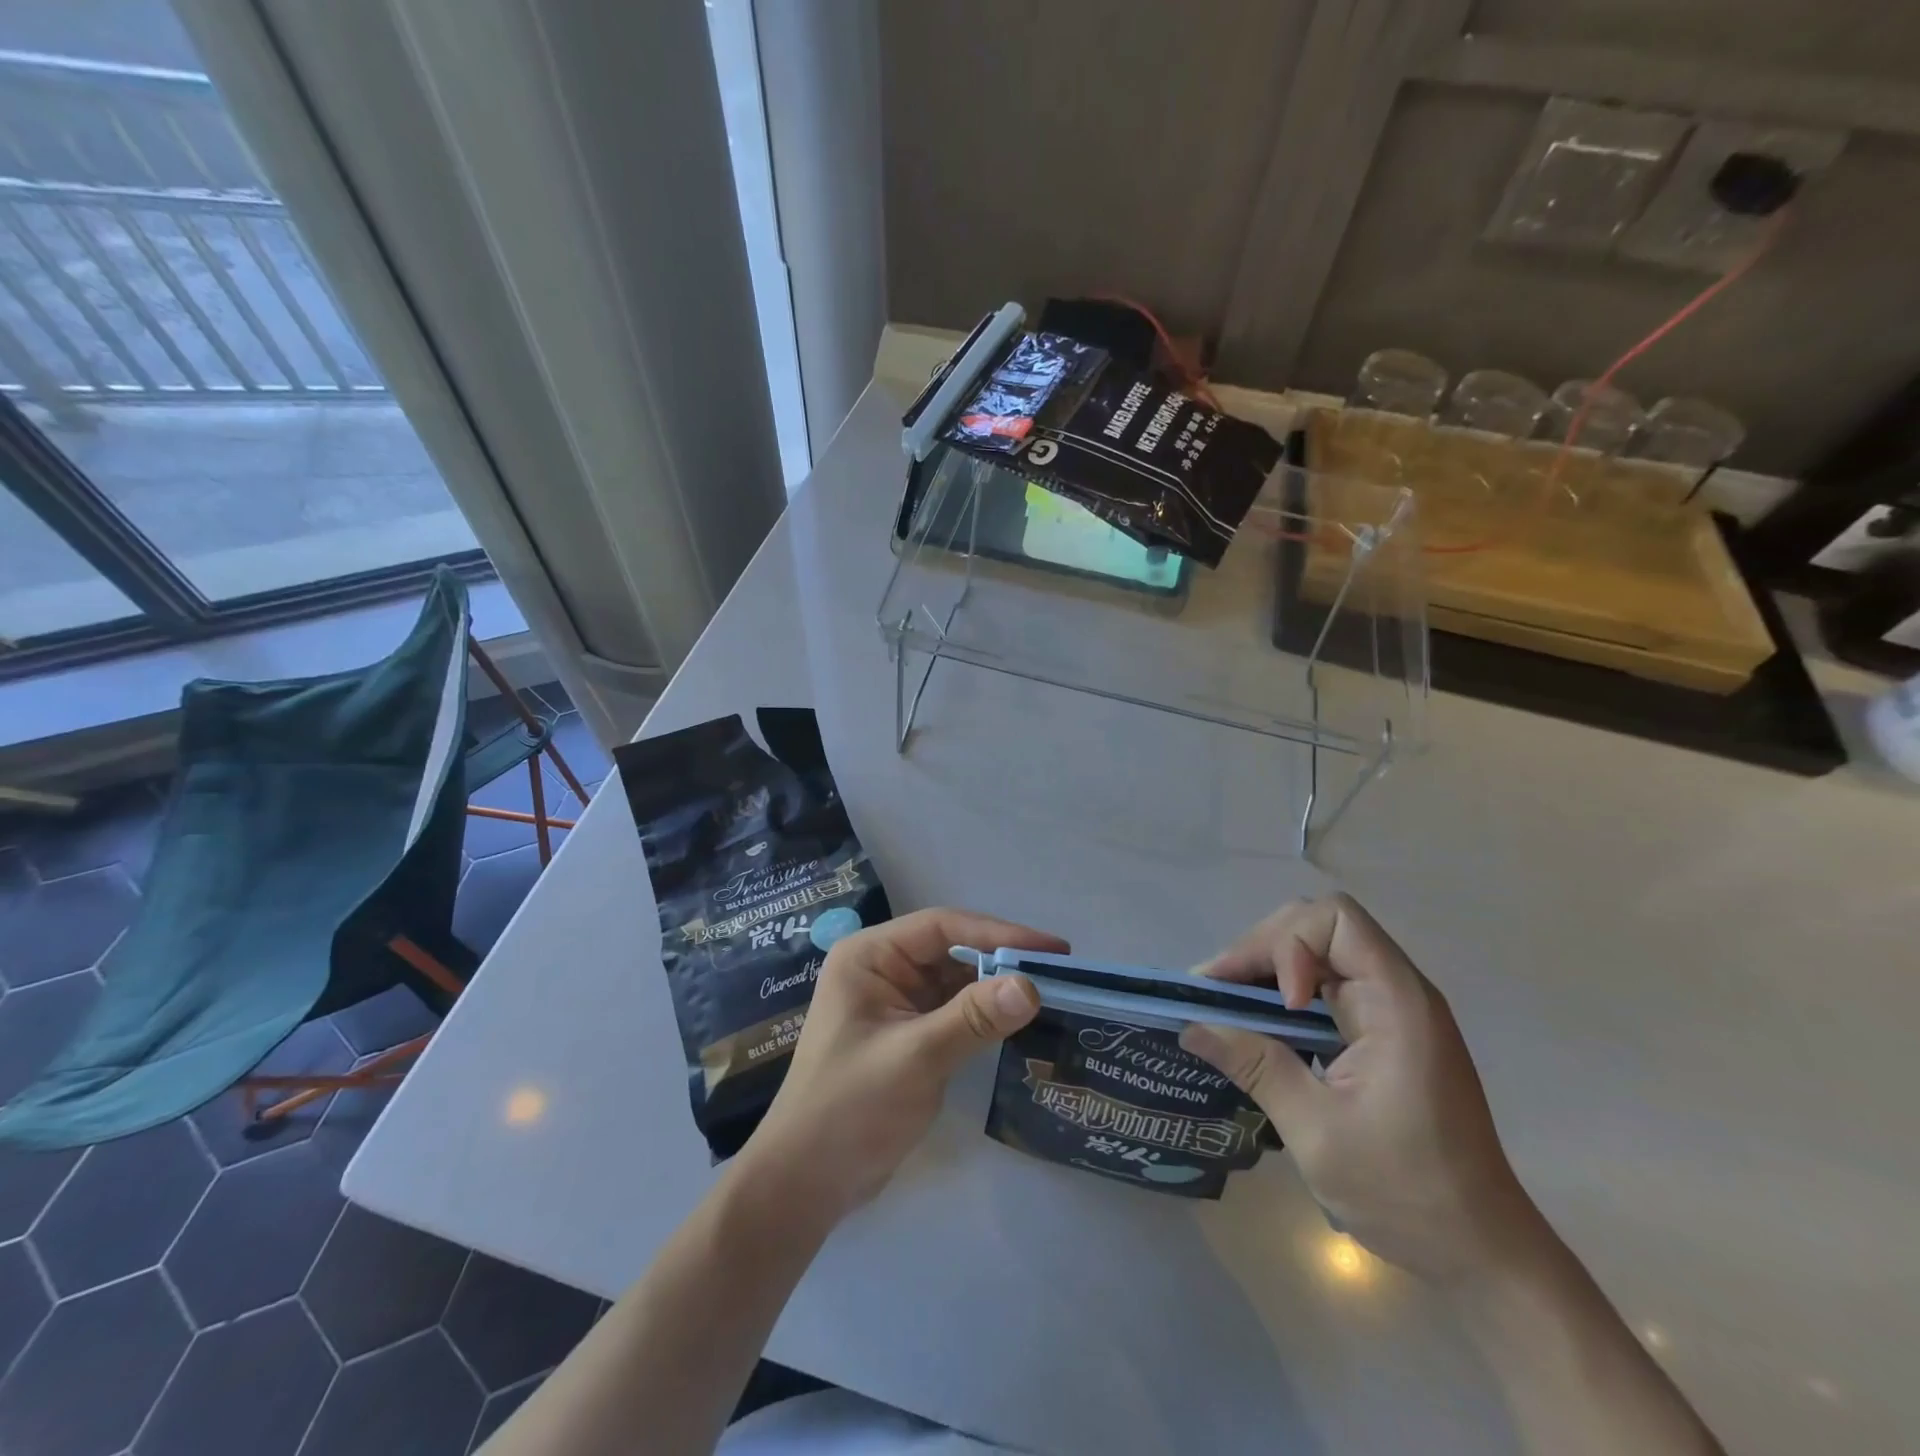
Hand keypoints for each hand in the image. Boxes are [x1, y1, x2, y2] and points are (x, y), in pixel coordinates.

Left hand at [735, 908, 1065, 1232]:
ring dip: (997, 987)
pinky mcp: (908, 1033)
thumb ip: (972, 1019)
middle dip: (1002, 960)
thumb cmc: (849, 1108)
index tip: (1051, 950)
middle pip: (952, 950)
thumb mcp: (915, 1058)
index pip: (942, 927)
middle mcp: (883, 968)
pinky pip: (954, 1010)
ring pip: (956, 980)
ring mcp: (895, 1002)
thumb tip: (1031, 986)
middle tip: (1061, 972)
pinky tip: (1020, 1021)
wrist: (805, 1183)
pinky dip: (985, 1014)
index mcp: (870, 956)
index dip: (998, 933)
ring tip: (1052, 993)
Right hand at [1179, 894, 1544, 1282]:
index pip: (1334, 919)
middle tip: (1218, 993)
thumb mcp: (1317, 1132)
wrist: (1483, 1254)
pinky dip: (1283, 995)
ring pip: (1317, 953)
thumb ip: (1255, 1066)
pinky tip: (1257, 1027)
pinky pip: (1324, 987)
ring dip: (1266, 971)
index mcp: (1397, 1004)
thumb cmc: (1407, 1194)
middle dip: (1262, 950)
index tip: (1276, 1003)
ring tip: (1224, 1006)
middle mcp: (1398, 992)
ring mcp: (1392, 1012)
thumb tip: (1191, 1026)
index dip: (1290, 944)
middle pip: (1319, 927)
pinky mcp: (1382, 1033)